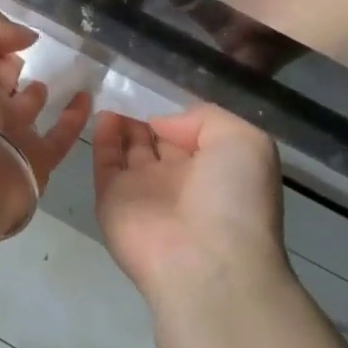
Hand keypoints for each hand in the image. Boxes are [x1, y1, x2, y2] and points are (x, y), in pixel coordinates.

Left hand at [0, 4, 91, 236]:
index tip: (16, 31)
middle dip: (13, 62)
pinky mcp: (36, 159)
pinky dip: (75, 117)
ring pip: (28, 107)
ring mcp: (7, 134)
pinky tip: (88, 97)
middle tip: (40, 49)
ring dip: (40, 90)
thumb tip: (24, 36)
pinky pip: (60, 134)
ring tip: (66, 70)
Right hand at [93, 104, 290, 305]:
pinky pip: (105, 162)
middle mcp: (179, 179)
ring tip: (114, 93)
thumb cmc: (234, 199)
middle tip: (130, 86)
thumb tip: (163, 123)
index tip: (162, 87)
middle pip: (158, 140)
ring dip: (122, 123)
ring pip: (130, 149)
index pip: (192, 133)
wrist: (204, 261)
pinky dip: (102, 137)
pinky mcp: (111, 199)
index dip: (178, 113)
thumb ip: (206, 118)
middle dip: (147, 116)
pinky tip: (103, 112)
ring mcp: (144, 190)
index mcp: (215, 167)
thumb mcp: (245, 142)